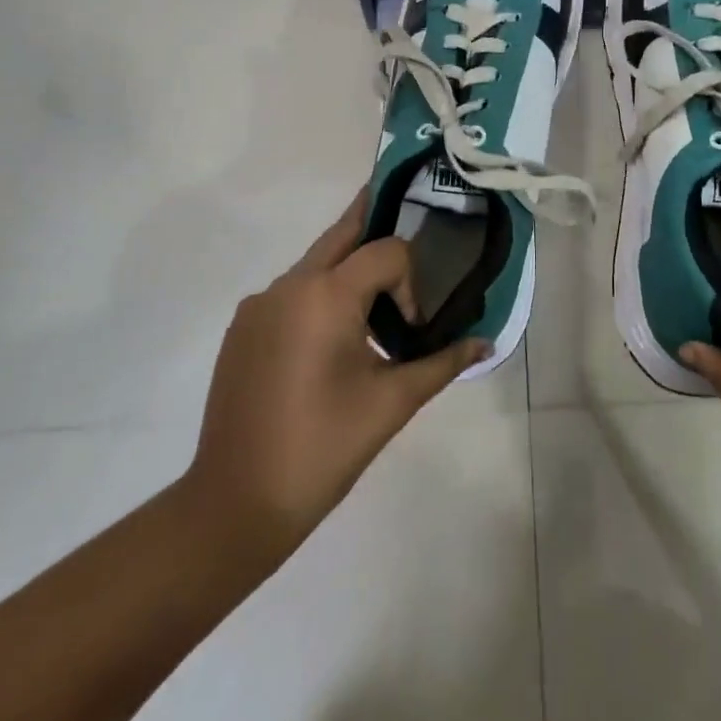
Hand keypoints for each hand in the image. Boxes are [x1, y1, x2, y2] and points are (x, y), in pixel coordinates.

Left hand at [184, 193, 487, 564]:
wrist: (234, 504)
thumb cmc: (322, 449)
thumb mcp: (391, 404)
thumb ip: (442, 363)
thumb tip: (486, 342)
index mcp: (325, 295)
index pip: (385, 251)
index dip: (409, 282)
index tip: (412, 329)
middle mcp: (288, 284)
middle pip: (342, 234)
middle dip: (374, 225)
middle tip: (405, 217)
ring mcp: (258, 304)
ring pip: (315, 265)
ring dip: (347, 273)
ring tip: (371, 315)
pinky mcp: (242, 328)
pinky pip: (290, 293)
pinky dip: (318, 299)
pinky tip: (327, 347)